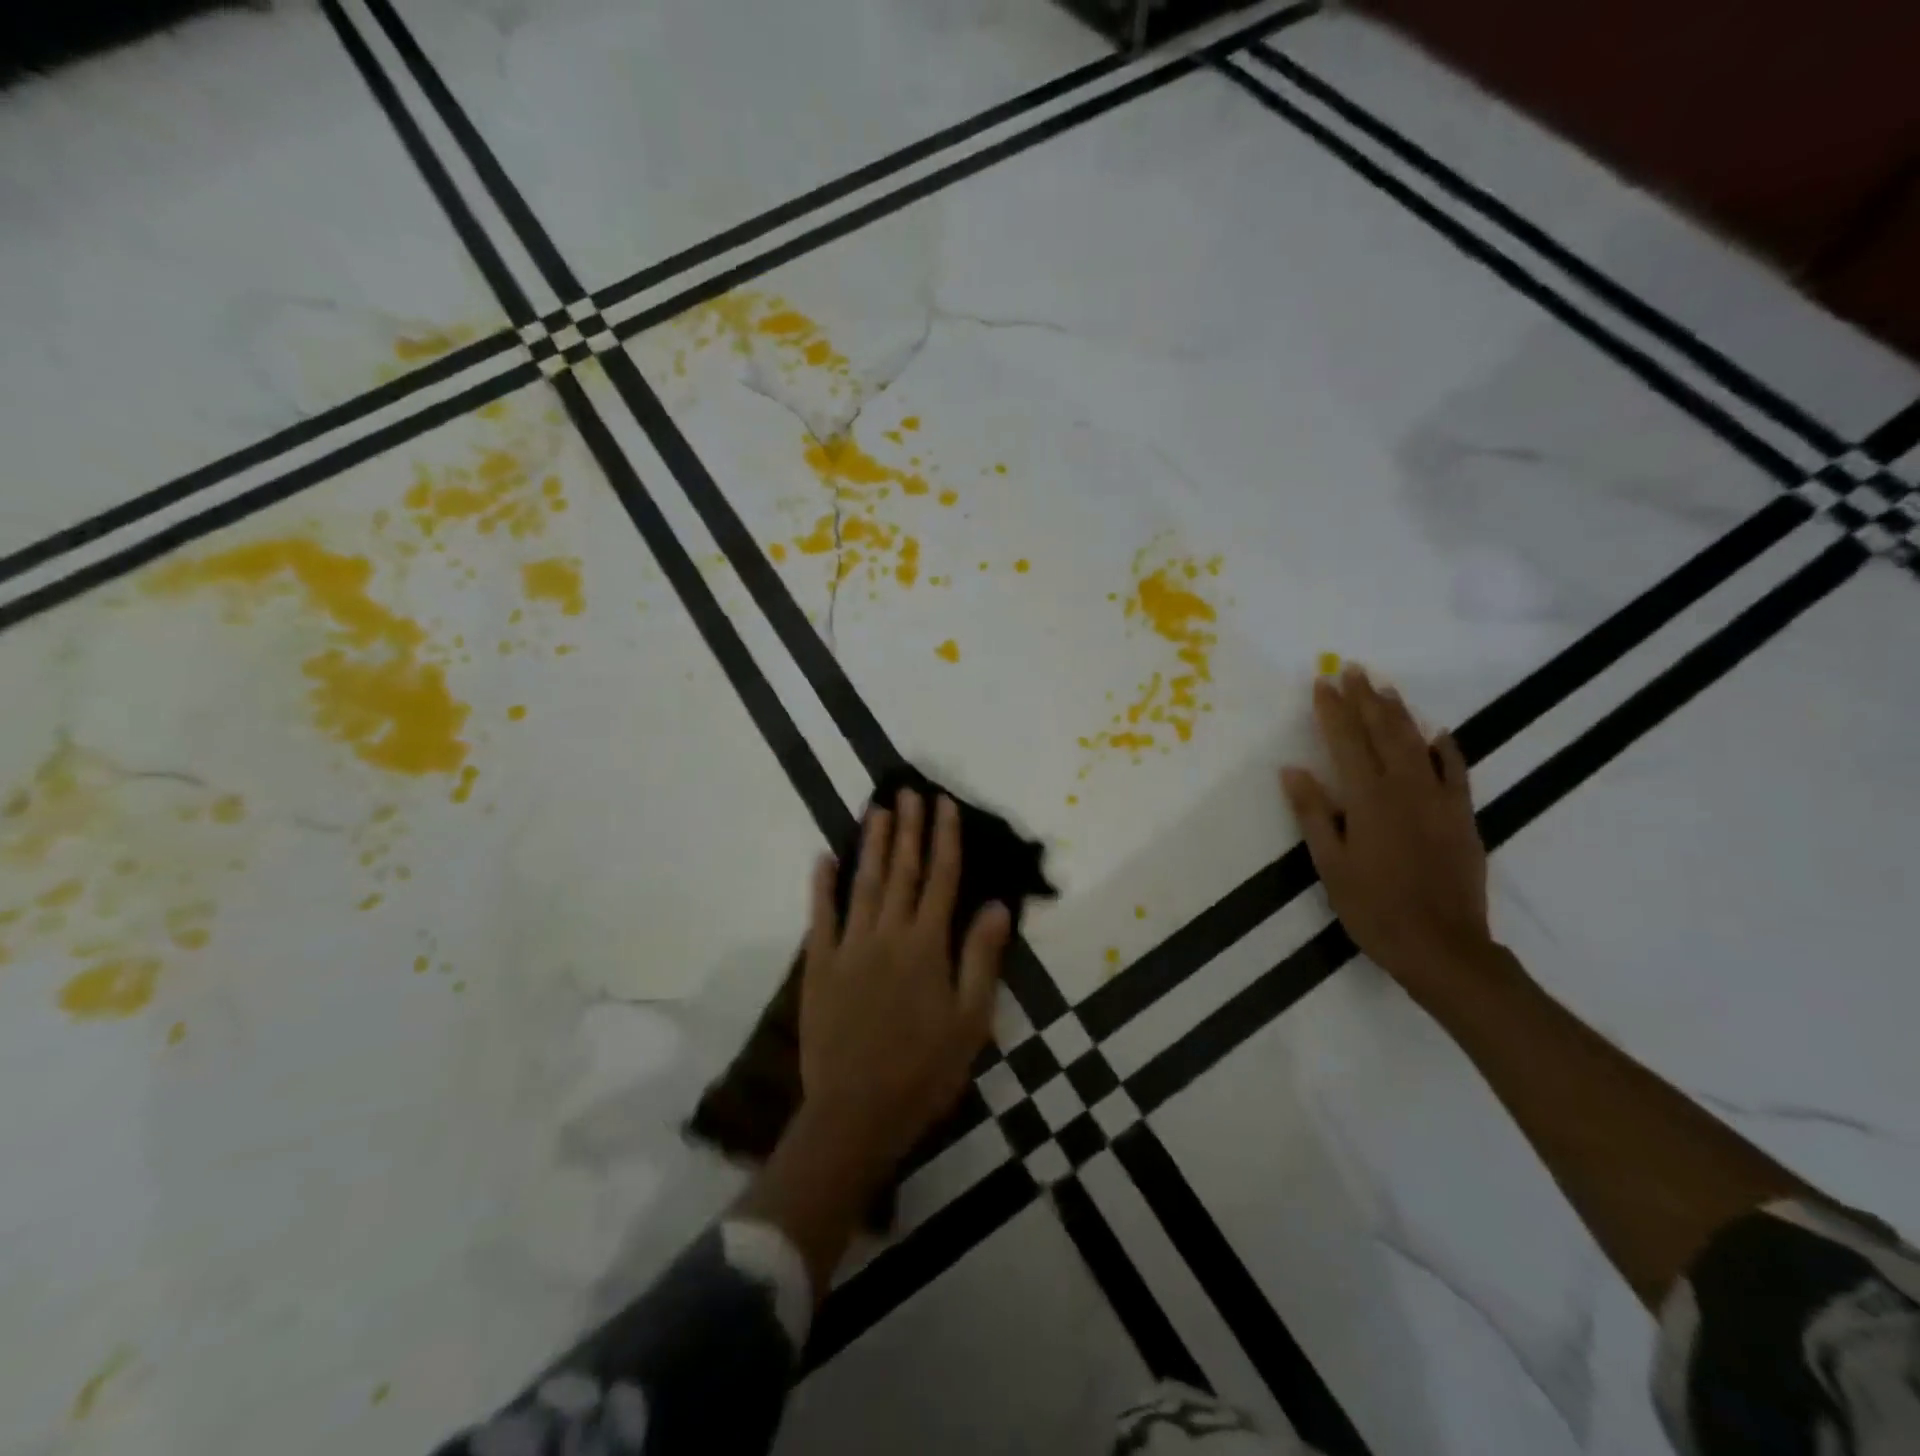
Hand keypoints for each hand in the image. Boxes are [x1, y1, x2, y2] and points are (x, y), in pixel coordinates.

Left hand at [800, 790, 1011, 1172]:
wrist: (856, 1113)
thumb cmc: (924, 1071)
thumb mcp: (971, 1022)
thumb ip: (981, 959)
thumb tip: (996, 906)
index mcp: (927, 946)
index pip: (941, 879)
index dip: (945, 838)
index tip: (944, 804)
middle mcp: (888, 935)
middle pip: (902, 870)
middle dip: (908, 828)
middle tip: (908, 791)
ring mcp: (849, 947)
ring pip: (864, 883)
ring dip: (872, 844)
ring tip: (877, 809)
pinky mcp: (819, 965)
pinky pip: (820, 916)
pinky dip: (822, 885)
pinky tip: (824, 858)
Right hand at [1280, 665, 1490, 1000]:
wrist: (1443, 947)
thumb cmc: (1374, 908)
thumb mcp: (1330, 865)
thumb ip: (1313, 813)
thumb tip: (1292, 770)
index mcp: (1368, 800)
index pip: (1345, 742)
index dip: (1332, 710)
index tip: (1321, 681)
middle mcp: (1406, 789)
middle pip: (1383, 732)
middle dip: (1366, 699)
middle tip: (1353, 669)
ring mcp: (1439, 801)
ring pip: (1418, 744)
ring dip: (1400, 713)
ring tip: (1385, 687)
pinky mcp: (1463, 817)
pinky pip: (1456, 772)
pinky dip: (1446, 748)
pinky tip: (1439, 732)